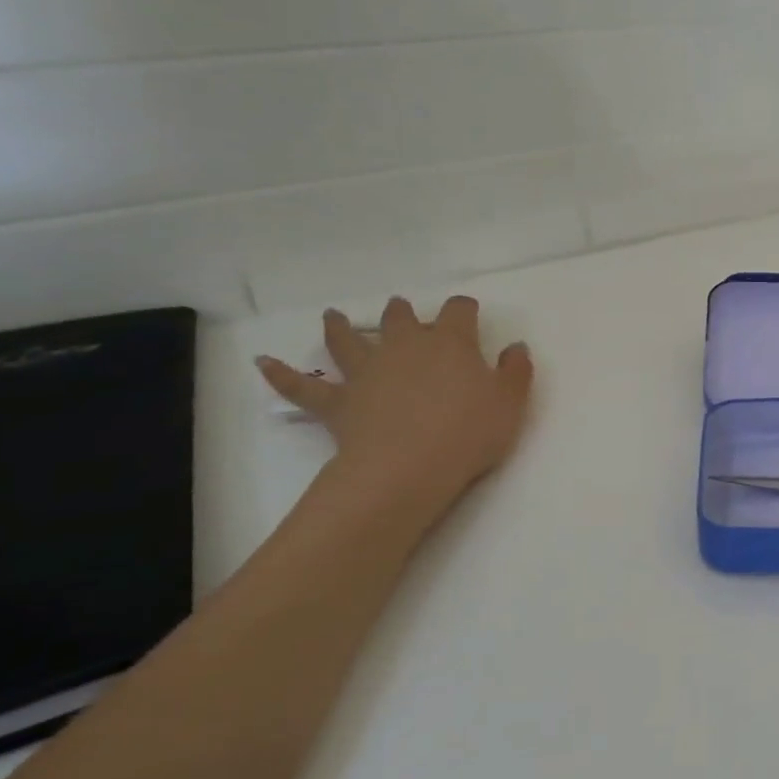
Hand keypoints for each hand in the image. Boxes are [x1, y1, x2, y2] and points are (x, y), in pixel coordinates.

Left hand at [256, 296, 533, 518]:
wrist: (408, 468)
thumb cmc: (468, 432)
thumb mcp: (510, 402)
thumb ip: (516, 370)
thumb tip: (515, 346)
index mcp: (450, 342)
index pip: (458, 311)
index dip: (464, 310)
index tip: (470, 314)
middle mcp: (404, 346)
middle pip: (400, 318)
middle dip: (403, 313)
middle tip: (402, 312)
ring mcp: (367, 371)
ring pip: (348, 341)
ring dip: (340, 327)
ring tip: (333, 316)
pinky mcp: (338, 402)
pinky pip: (303, 387)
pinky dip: (281, 375)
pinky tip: (262, 364)